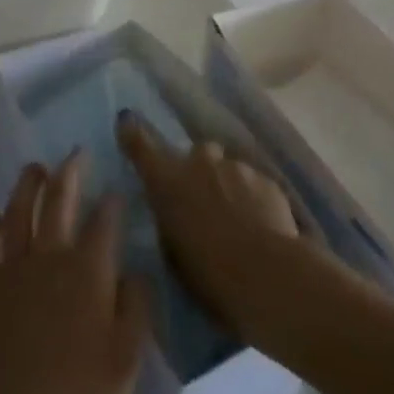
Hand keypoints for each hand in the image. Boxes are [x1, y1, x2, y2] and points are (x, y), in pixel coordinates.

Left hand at [0, 154, 148, 393]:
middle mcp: (49, 258)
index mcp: (88, 273)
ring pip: (18, 211)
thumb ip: (136, 310)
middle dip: (69, 174)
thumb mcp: (125, 364)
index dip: (112, 203)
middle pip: (58, 202)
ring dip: (27, 186)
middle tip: (75, 153)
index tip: (118, 189)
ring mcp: (12, 270)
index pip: (104, 224)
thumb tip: (137, 272)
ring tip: (35, 169)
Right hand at [118, 111, 303, 340]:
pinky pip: (254, 184)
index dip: (133, 132)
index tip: (127, 120)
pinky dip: (253, 199)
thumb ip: (170, 218)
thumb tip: (176, 209)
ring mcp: (236, 168)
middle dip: (199, 170)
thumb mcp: (172, 249)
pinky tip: (260, 226)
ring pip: (228, 169)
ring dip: (227, 186)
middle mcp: (199, 162)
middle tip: (204, 199)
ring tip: (238, 220)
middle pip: (197, 154)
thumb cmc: (206, 271)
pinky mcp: (266, 180)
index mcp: (167, 181)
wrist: (265, 273)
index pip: (141, 145)